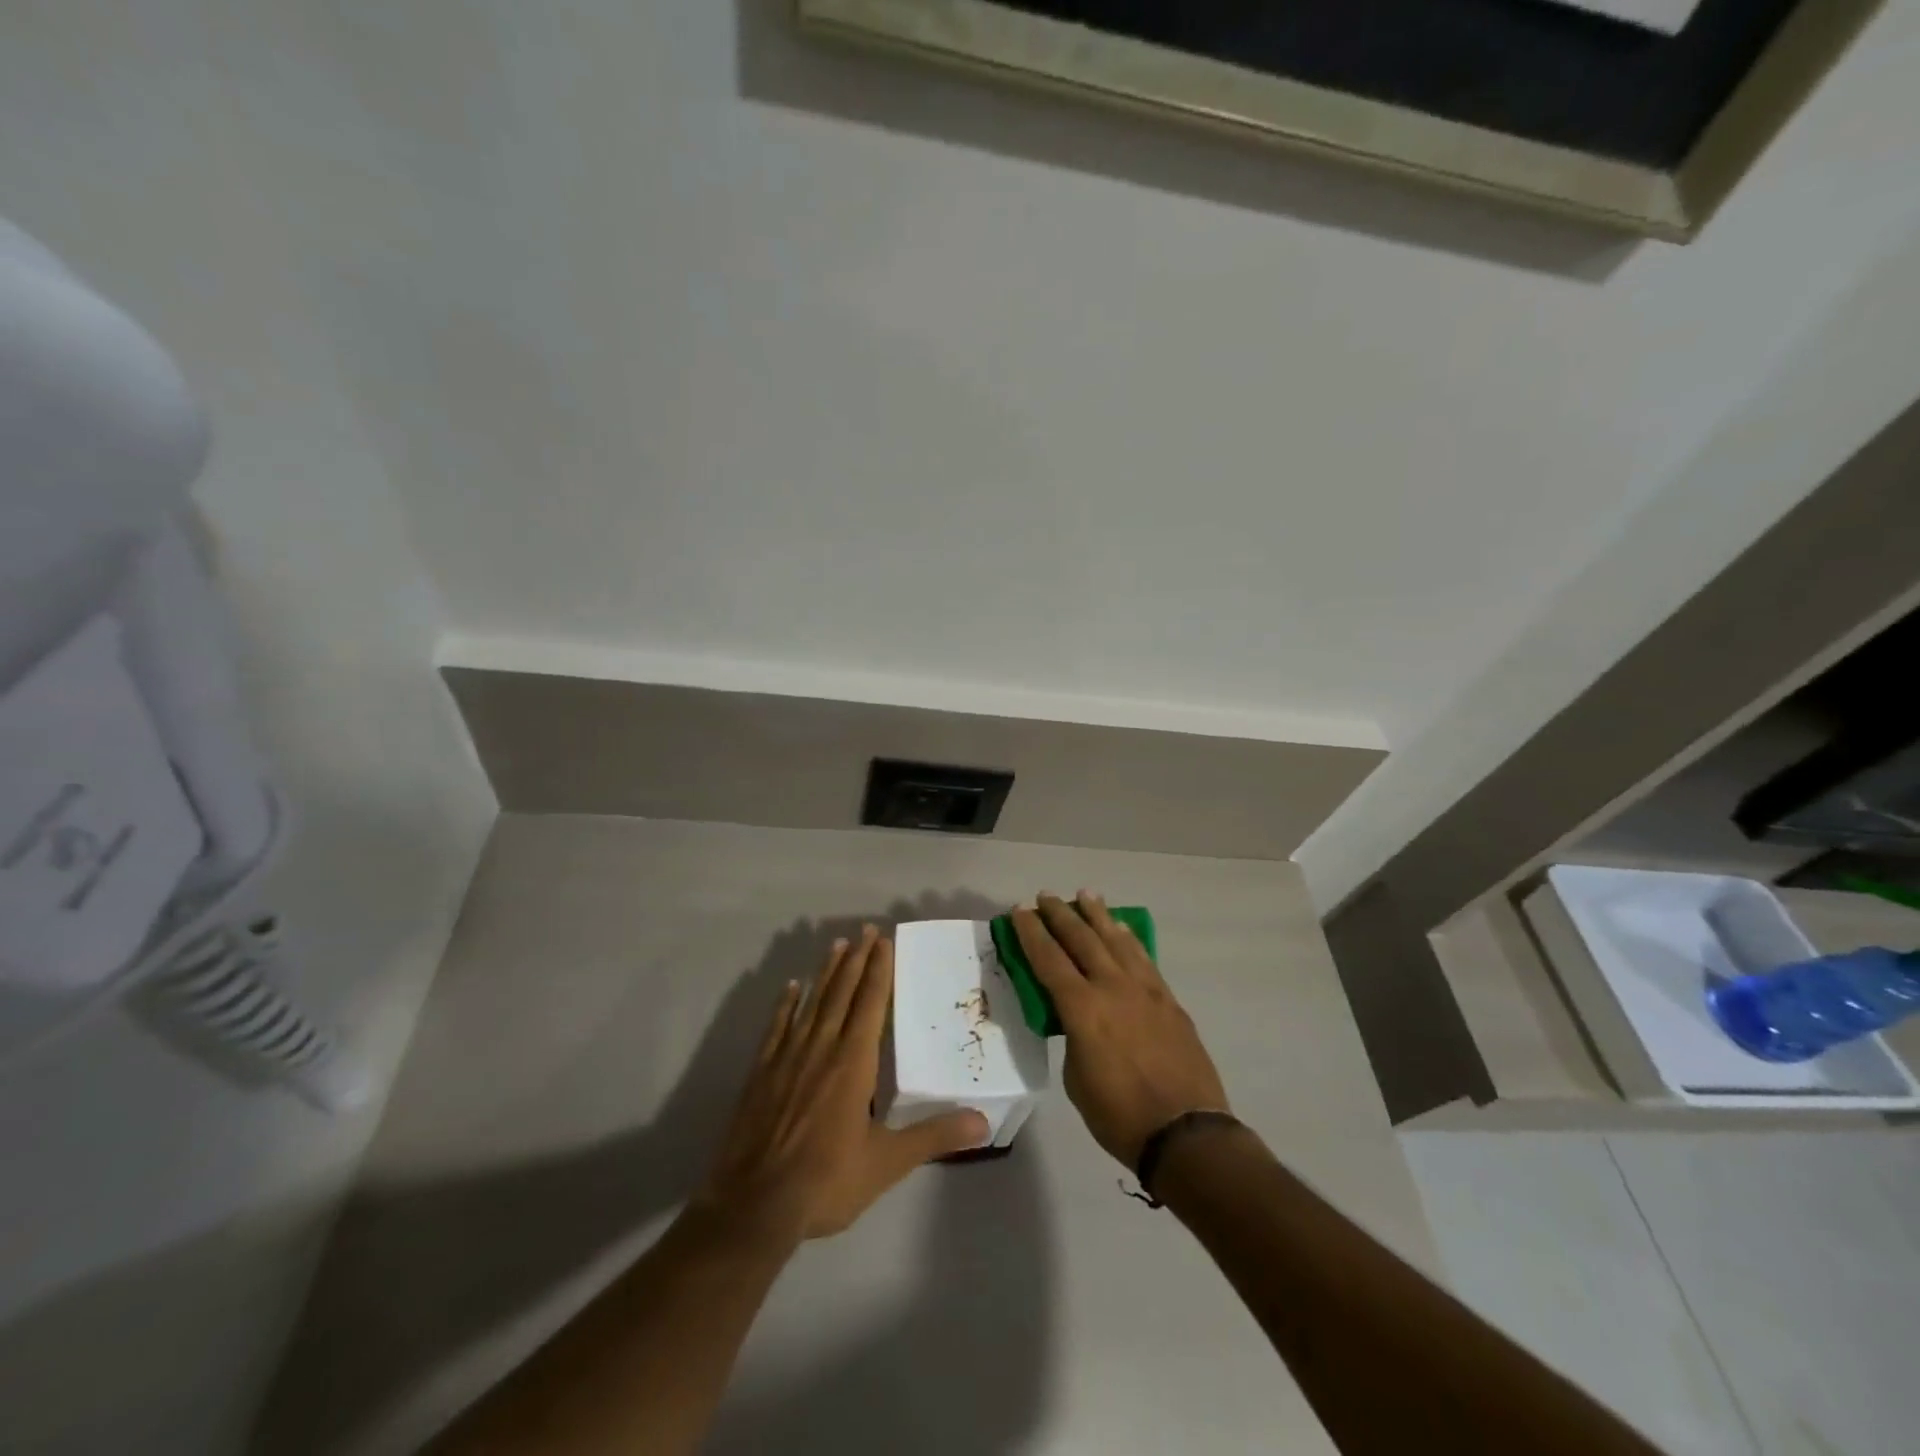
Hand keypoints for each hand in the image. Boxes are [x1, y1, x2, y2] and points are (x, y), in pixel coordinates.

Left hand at [696, 927, 988, 1242]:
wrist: (755, 1206)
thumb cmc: (826, 1182)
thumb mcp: (887, 1163)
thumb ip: (934, 1136)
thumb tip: (983, 1121)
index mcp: (853, 1063)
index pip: (870, 1004)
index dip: (878, 970)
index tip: (884, 941)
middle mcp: (821, 1048)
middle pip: (842, 993)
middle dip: (856, 960)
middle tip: (866, 930)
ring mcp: (787, 1057)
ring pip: (812, 1003)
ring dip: (826, 972)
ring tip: (837, 945)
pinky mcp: (761, 1072)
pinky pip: (777, 1027)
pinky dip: (786, 1004)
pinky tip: (791, 987)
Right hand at [1011, 892, 1229, 1168]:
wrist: (1186, 1132)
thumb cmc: (1119, 1116)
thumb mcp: (1076, 1079)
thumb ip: (1073, 1038)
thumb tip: (1078, 1020)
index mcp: (1083, 1009)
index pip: (1049, 959)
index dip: (1031, 933)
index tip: (1019, 911)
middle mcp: (1112, 988)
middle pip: (1082, 939)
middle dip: (1060, 914)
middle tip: (1045, 896)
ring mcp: (1145, 990)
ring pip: (1116, 940)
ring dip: (1098, 915)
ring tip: (1086, 894)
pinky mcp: (1168, 1000)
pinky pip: (1143, 958)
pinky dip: (1128, 939)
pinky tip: (1122, 929)